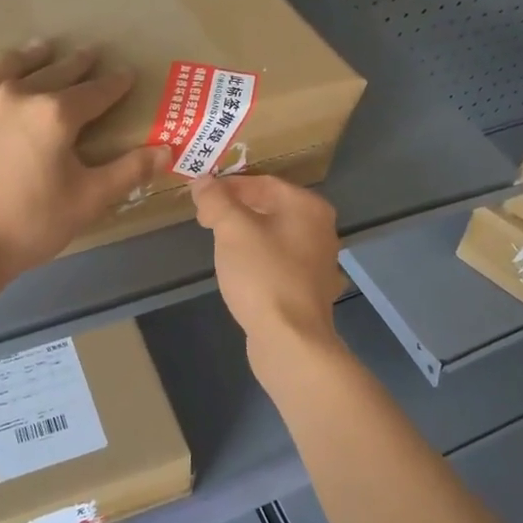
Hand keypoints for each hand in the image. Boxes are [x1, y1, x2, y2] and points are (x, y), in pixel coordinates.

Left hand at [0, 42, 171, 275]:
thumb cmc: (29, 225)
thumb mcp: (89, 201)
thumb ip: (129, 171)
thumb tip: (167, 150)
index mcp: (55, 114)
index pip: (96, 91)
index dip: (115, 83)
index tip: (127, 74)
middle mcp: (15, 93)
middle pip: (54, 70)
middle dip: (78, 63)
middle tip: (91, 55)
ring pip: (7, 63)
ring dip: (31, 55)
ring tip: (43, 49)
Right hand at [191, 174, 343, 355]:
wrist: (290, 339)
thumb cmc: (262, 275)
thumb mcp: (232, 230)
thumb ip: (216, 201)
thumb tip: (203, 182)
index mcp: (308, 207)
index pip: (263, 182)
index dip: (228, 186)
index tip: (201, 197)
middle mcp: (321, 229)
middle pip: (272, 207)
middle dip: (237, 209)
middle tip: (205, 219)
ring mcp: (320, 261)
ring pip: (277, 236)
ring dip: (248, 234)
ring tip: (219, 243)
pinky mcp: (311, 289)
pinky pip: (281, 262)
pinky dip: (260, 259)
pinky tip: (243, 272)